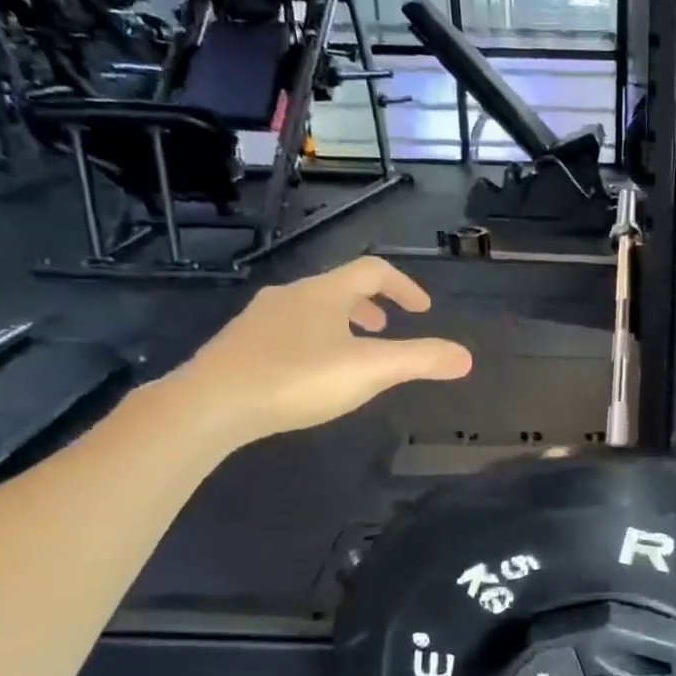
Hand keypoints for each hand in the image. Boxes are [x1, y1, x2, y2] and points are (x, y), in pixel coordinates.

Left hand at [166, 258, 472, 441]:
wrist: (209, 404)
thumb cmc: (296, 379)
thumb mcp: (370, 370)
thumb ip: (420, 361)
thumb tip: (466, 357)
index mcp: (324, 293)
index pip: (373, 271)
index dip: (404, 287)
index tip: (422, 311)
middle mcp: (290, 296)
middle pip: (338, 288)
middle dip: (370, 306)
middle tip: (386, 330)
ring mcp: (258, 320)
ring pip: (309, 310)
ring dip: (339, 324)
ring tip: (351, 354)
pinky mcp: (237, 347)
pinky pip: (286, 332)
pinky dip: (311, 342)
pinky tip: (308, 376)